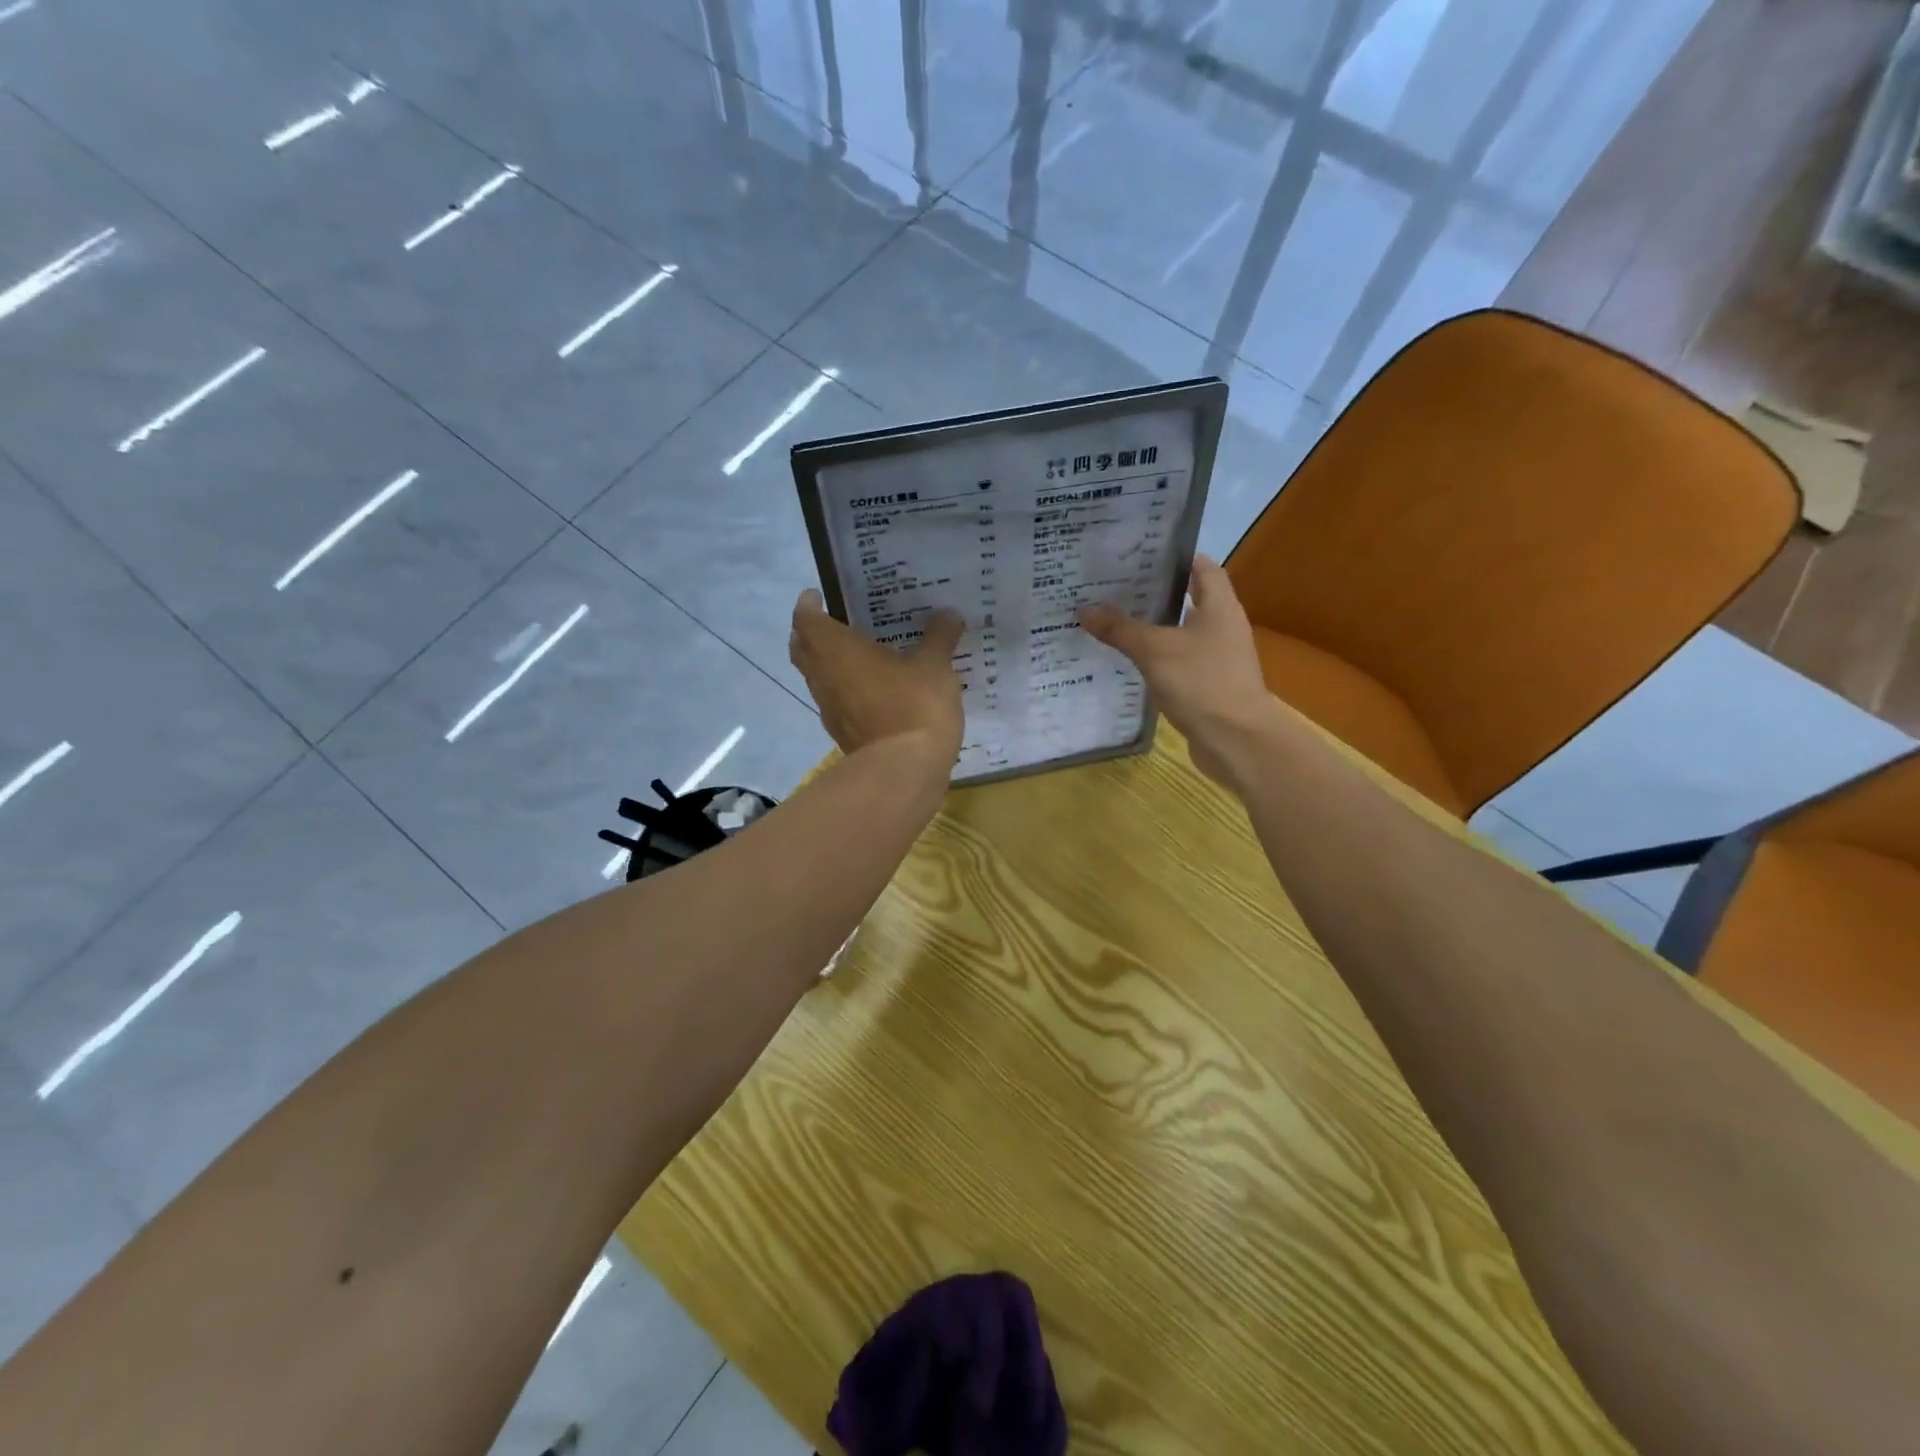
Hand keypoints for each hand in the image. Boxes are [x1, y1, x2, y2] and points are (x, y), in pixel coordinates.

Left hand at [790, 590, 964, 765]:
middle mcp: (824, 676)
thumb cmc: (914, 706)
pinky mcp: (843, 734)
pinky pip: (836, 702)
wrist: (904, 771)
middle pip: (803, 649)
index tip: (818, 596)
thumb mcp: (935, 666)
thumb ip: (939, 637)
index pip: (806, 619)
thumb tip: (949, 614)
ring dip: (829, 663)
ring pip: (818, 678)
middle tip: (835, 621)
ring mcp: (830, 709)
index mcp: (837, 650)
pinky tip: (873, 689)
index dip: (808, 605)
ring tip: (859, 653)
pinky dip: (846, 690)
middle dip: (812, 633)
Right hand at [1078, 555, 1285, 786]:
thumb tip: (1085, 609)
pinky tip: (1130, 661)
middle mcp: (1223, 626)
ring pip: (1182, 632)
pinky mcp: (1209, 684)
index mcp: (1220, 607)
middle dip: (1155, 592)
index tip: (1139, 553)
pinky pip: (1180, 661)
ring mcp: (1218, 658)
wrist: (1236, 740)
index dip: (1174, 556)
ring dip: (1154, 627)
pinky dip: (1158, 657)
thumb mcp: (1154, 651)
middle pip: (1190, 598)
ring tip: (1115, 619)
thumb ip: (1120, 628)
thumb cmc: (1201, 683)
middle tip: (1115, 586)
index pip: (1201, 566)